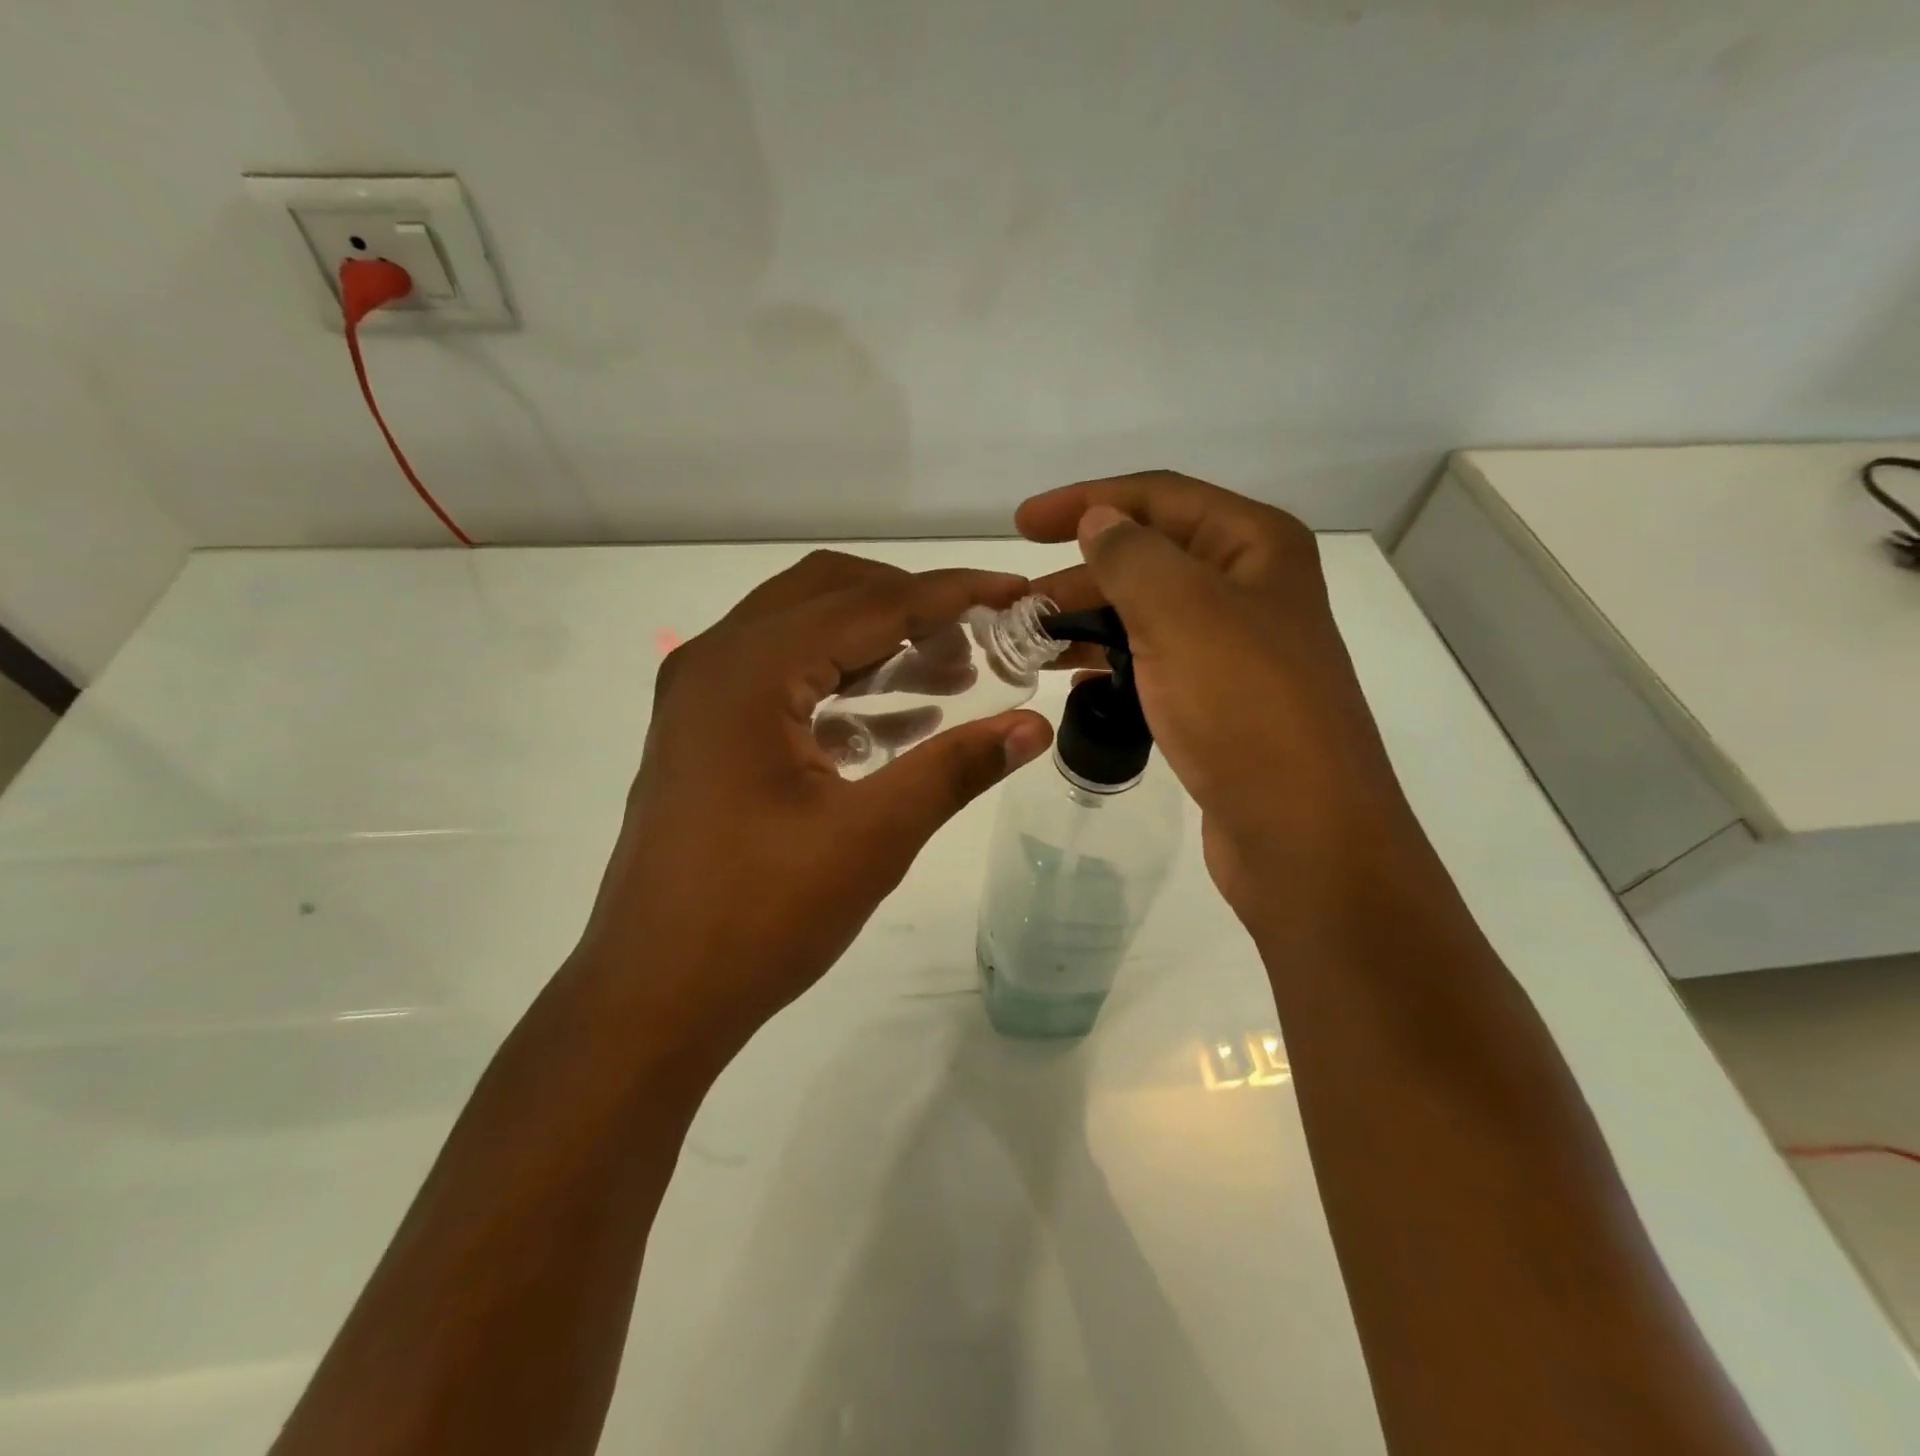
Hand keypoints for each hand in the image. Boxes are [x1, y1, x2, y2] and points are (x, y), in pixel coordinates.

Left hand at [576, 551, 1053, 1058]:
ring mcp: (700, 697)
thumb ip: (956, 769)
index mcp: (748, 670)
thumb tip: (1035, 727)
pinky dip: (842, 684)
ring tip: (953, 676)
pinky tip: (899, 721)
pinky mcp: (703, 734)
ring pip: (804, 633)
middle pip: (830, 595)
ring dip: (879, 644)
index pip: (870, 604)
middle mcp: (715, 661)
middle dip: (911, 606)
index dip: (951, 593)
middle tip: (980, 639)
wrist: (654, 996)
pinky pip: (783, 680)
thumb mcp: (873, 837)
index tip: (1016, 592)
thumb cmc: (761, 916)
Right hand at [1019, 472, 1418, 920]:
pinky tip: (1075, 686)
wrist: (1302, 832)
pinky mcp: (1220, 701)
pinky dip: (1112, 666)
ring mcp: (1236, 649)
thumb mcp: (1181, 612)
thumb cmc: (1244, 708)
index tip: (1021, 525)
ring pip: (1146, 615)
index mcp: (1254, 546)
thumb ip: (1131, 556)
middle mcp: (1250, 588)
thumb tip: (1099, 520)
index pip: (1158, 497)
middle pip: (1149, 558)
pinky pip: (1154, 664)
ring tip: (1030, 644)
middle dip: (1079, 575)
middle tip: (1016, 607)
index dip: (1086, 501)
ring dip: (1088, 623)